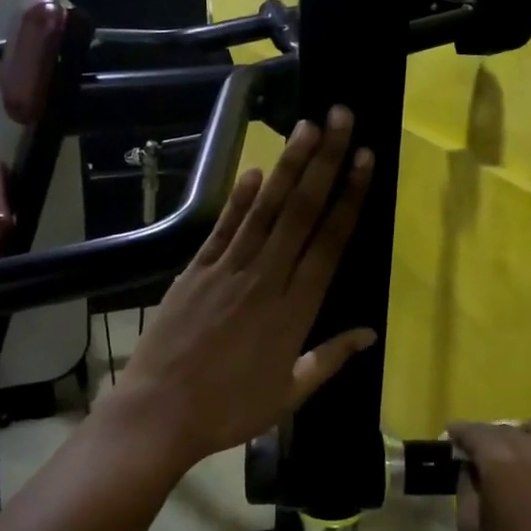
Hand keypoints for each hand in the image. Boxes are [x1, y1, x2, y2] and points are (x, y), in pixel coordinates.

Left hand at [110, 107, 376, 470]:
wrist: (160, 412)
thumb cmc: (230, 409)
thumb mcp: (289, 394)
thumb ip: (330, 359)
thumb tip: (370, 333)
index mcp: (295, 311)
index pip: (329, 243)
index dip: (349, 198)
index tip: (364, 160)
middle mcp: (265, 279)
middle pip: (301, 212)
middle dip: (324, 162)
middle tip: (340, 119)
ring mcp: (227, 270)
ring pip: (265, 210)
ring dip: (287, 166)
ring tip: (306, 127)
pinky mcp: (195, 270)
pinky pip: (223, 227)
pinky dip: (240, 198)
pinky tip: (255, 170)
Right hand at [449, 420, 530, 530]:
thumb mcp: (471, 529)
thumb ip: (467, 489)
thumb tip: (469, 468)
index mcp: (503, 460)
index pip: (475, 432)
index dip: (457, 434)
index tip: (445, 441)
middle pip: (503, 429)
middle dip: (482, 437)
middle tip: (465, 456)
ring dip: (511, 438)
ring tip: (495, 461)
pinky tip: (520, 474)